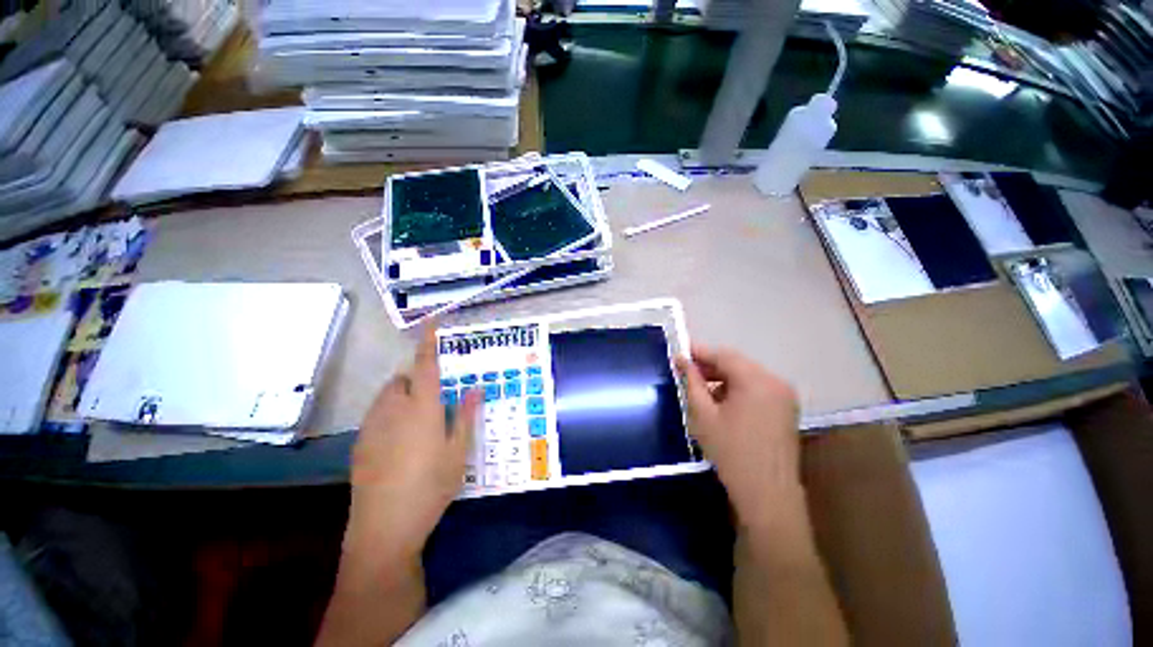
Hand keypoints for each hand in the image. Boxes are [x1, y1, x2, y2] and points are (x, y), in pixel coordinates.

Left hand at [344, 325, 481, 568]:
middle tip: (435, 399)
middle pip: (402, 379)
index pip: (426, 365)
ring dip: (402, 396)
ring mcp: (372, 426)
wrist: (385, 527)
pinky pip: (376, 416)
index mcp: (422, 408)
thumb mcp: (459, 451)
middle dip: (417, 379)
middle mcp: (393, 409)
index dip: (429, 342)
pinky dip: (389, 415)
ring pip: (386, 397)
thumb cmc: (431, 485)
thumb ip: (467, 415)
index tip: (432, 322)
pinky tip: (400, 444)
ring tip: (419, 422)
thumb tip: (477, 388)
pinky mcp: (360, 444)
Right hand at [676, 345, 802, 524]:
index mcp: (756, 380)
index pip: (723, 355)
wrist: (767, 495)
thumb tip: (681, 359)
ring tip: (700, 389)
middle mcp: (775, 382)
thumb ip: (691, 381)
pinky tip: (721, 403)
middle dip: (710, 366)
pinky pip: (757, 389)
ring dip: (723, 378)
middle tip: (686, 372)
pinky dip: (737, 390)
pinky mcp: (786, 410)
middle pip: (737, 364)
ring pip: (747, 376)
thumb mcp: (703, 414)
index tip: (679, 353)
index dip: (699, 352)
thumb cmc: (730, 452)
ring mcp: (784, 396)